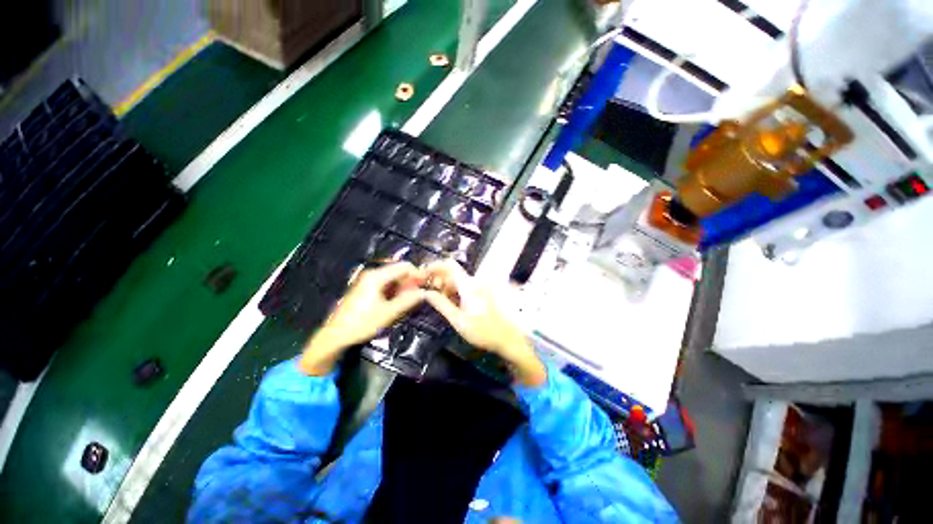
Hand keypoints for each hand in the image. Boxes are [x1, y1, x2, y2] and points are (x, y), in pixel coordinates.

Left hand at [299, 262, 425, 374]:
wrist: (335, 334)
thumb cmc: (362, 323)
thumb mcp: (388, 313)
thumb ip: (408, 300)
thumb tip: (425, 293)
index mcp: (377, 276)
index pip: (404, 266)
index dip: (417, 274)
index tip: (427, 285)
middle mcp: (372, 273)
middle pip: (398, 270)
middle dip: (411, 281)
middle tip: (419, 295)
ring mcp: (368, 279)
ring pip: (393, 277)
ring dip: (403, 286)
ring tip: (410, 299)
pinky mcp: (366, 287)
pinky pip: (386, 283)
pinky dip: (395, 289)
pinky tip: (398, 300)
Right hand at [423, 259, 545, 386]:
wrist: (506, 338)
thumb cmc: (482, 331)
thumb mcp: (458, 320)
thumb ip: (441, 304)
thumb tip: (426, 293)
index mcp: (468, 285)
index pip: (449, 265)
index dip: (435, 265)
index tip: (422, 274)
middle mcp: (473, 282)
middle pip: (451, 273)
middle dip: (437, 279)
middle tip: (426, 292)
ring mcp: (477, 287)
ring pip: (456, 281)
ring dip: (444, 286)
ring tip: (435, 299)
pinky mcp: (479, 293)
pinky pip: (463, 287)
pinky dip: (453, 292)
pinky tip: (448, 303)